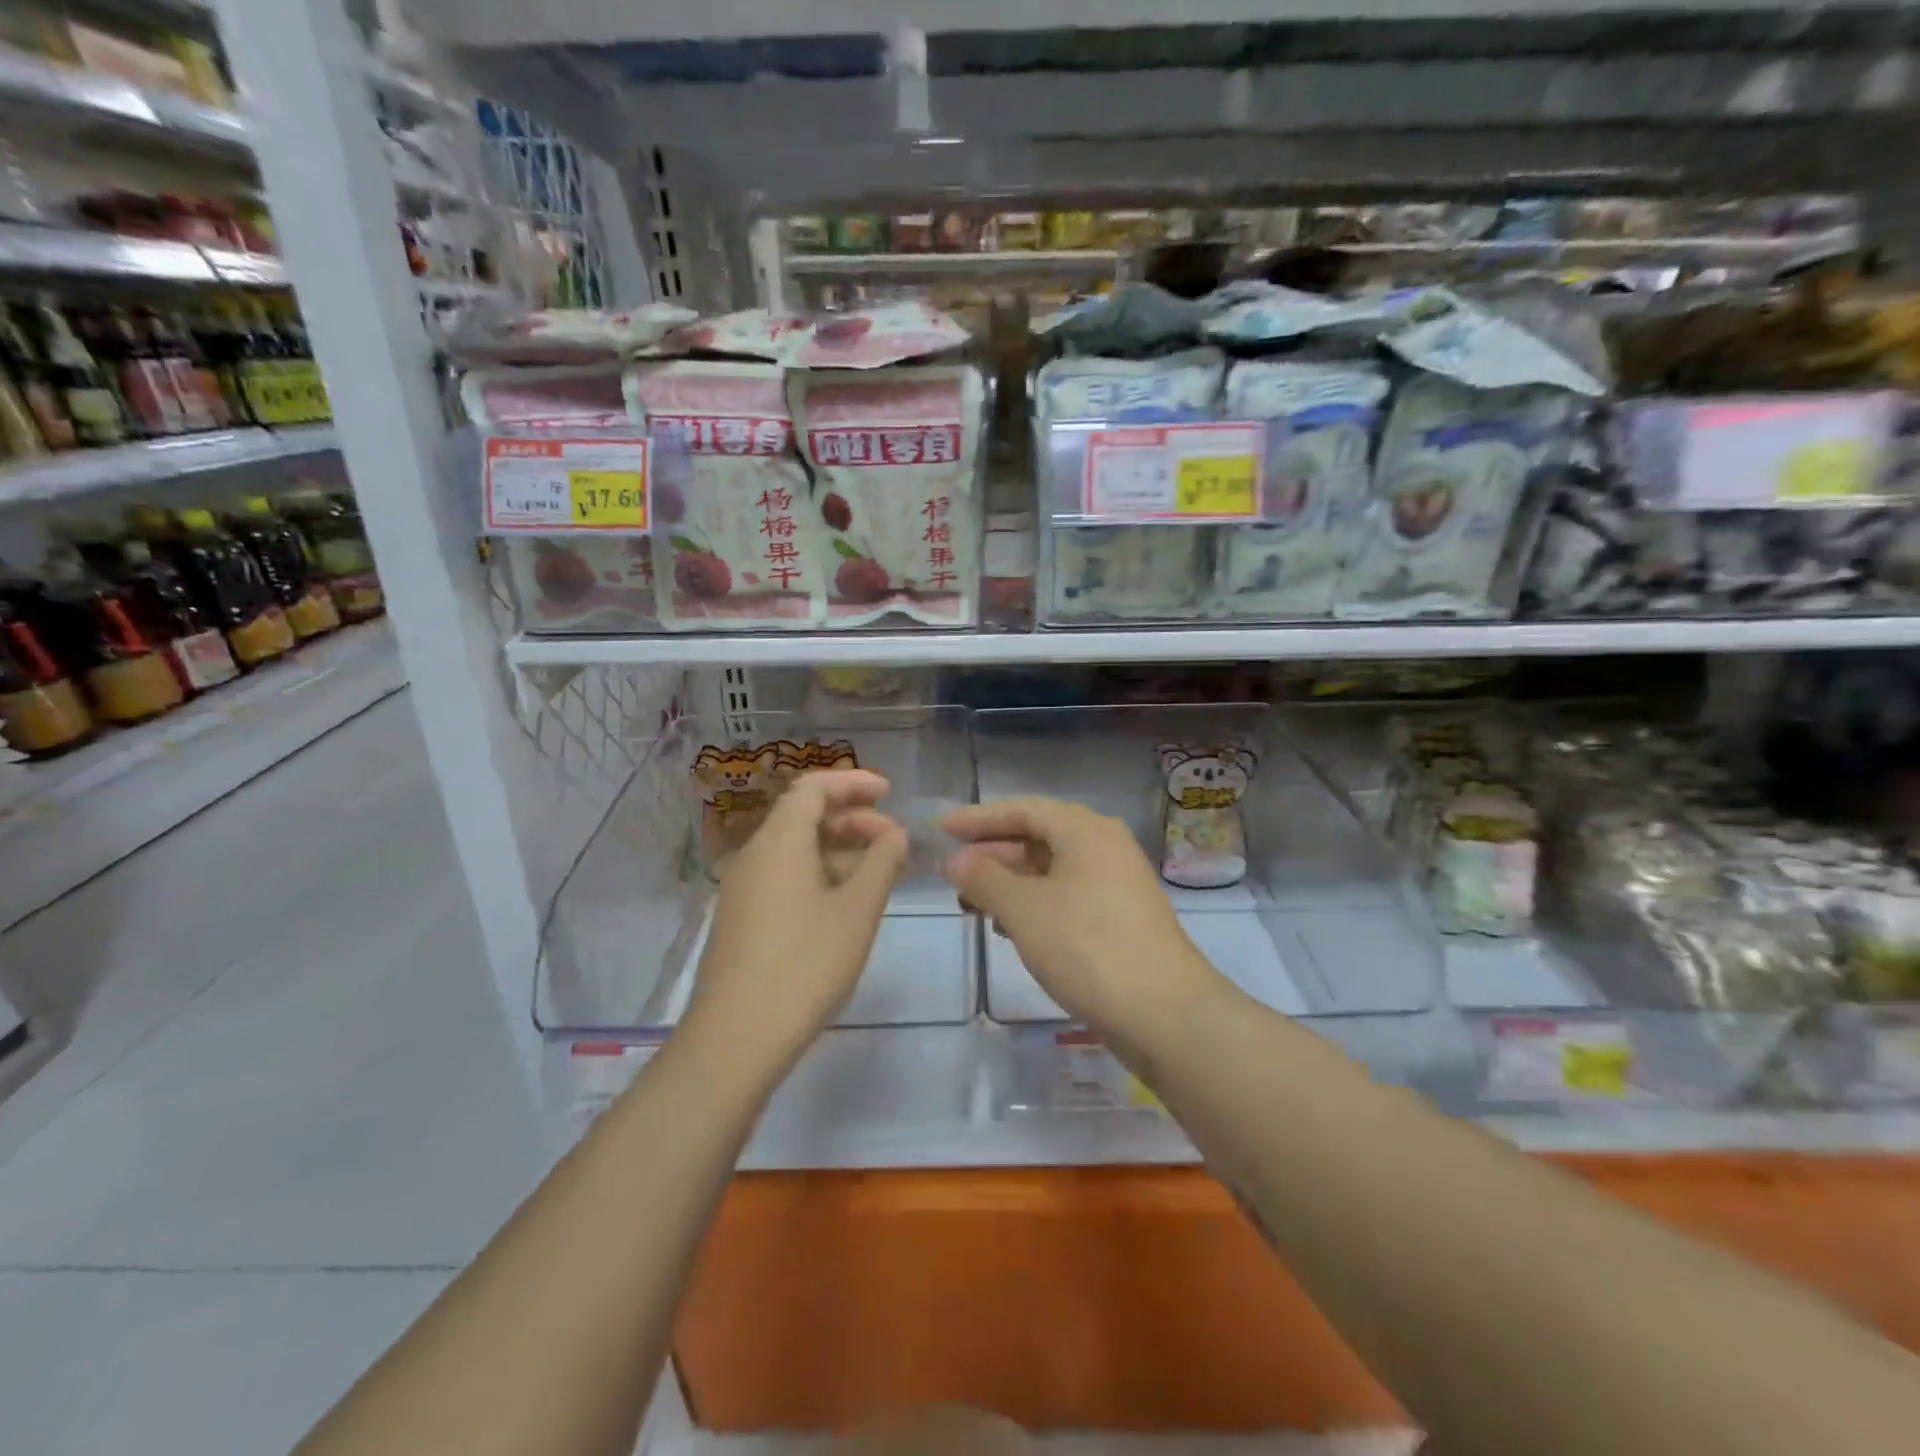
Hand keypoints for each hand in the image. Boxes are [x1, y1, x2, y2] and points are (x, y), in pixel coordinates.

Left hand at [685, 769, 907, 1064]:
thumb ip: (881, 863)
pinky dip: (820, 873)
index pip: (813, 787)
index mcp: (780, 841)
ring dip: (840, 849)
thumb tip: (895, 835)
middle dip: (853, 819)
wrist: (736, 1036)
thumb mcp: (856, 910)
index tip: (889, 793)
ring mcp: (744, 888)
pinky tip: (847, 901)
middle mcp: (755, 854)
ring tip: (880, 872)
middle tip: (894, 840)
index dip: (853, 782)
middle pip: (804, 815)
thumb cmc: (805, 964)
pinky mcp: (742, 917)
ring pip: (796, 849)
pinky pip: (785, 875)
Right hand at [941, 796, 1221, 1036]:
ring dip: (1010, 882)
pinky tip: (1009, 927)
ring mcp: (1115, 882)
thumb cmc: (1087, 947)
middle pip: (1037, 837)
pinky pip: (1066, 894)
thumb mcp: (1024, 909)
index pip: (1022, 809)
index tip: (941, 828)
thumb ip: (984, 878)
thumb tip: (955, 860)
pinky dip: (1033, 903)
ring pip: (1050, 869)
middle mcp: (1104, 846)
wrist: (1165, 1014)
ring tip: (971, 903)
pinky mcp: (1119, 916)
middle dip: (991, 854)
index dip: (978, 818)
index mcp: (1085, 830)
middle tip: (951, 873)